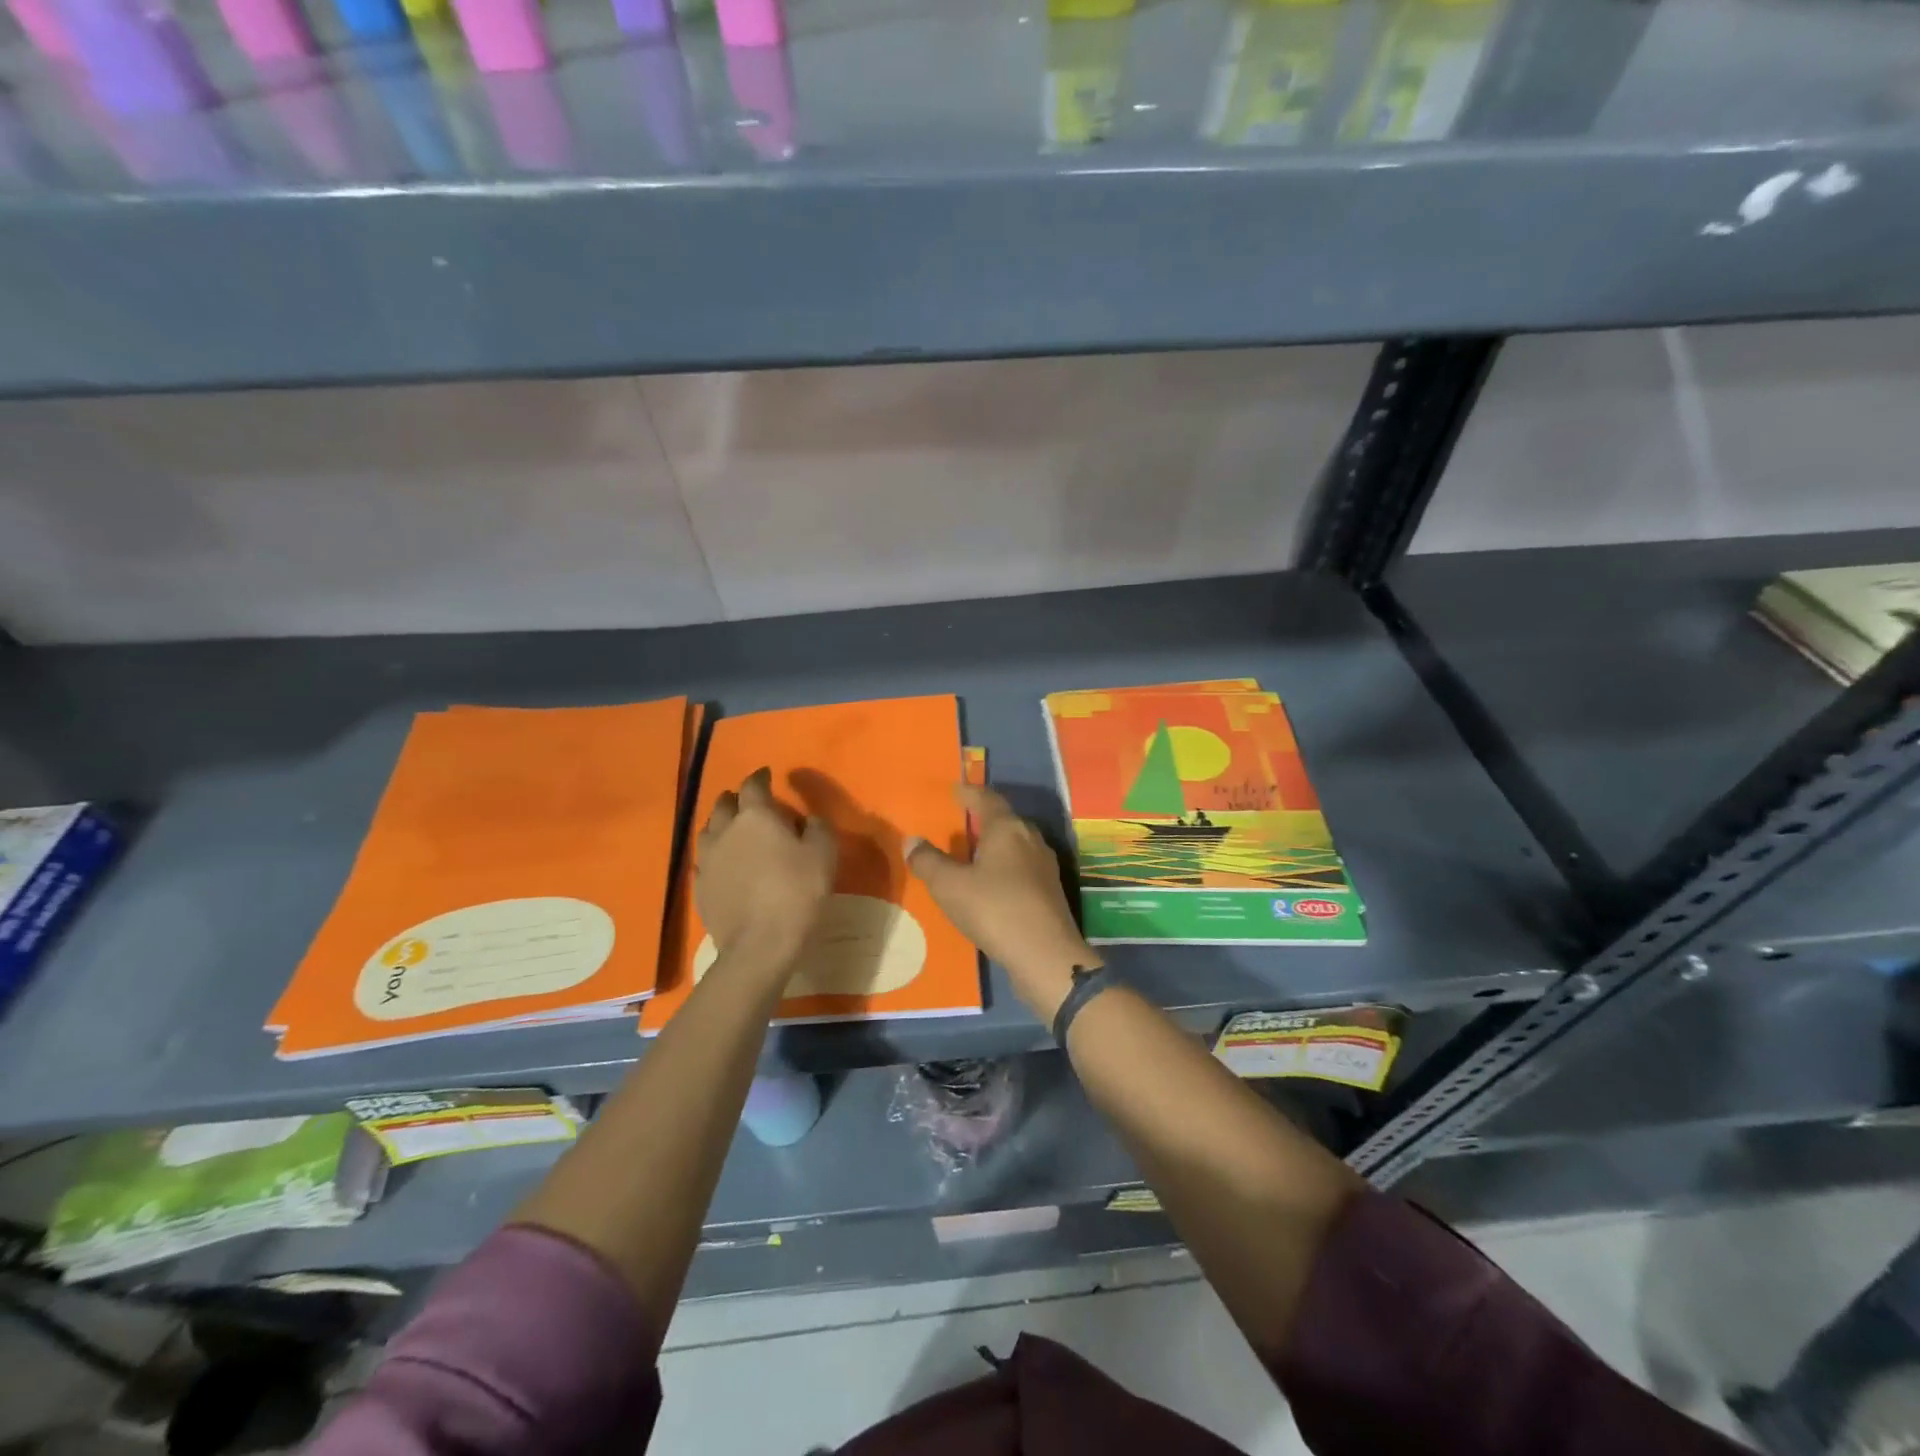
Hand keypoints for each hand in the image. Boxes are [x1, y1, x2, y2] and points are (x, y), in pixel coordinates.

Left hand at [696, 768, 836, 965]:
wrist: (759, 944)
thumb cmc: (797, 892)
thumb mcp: (824, 855)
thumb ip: (818, 828)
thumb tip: (809, 819)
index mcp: (756, 816)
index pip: (754, 785)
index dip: (761, 777)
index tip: (767, 775)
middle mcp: (725, 829)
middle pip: (724, 804)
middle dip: (736, 799)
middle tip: (749, 802)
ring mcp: (708, 859)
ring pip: (708, 830)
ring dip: (720, 824)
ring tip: (732, 830)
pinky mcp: (699, 887)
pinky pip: (704, 861)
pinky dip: (714, 855)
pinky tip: (723, 864)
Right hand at [907, 785, 1099, 1021]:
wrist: (1045, 955)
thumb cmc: (994, 910)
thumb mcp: (949, 886)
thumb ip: (928, 861)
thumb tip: (911, 840)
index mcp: (1007, 828)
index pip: (986, 799)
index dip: (969, 792)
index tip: (955, 788)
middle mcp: (1030, 838)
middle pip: (1005, 819)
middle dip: (984, 818)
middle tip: (962, 820)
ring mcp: (1045, 865)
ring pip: (1016, 844)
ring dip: (996, 844)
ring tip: (975, 852)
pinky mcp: (1050, 891)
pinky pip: (1022, 867)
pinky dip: (1005, 867)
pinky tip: (993, 883)